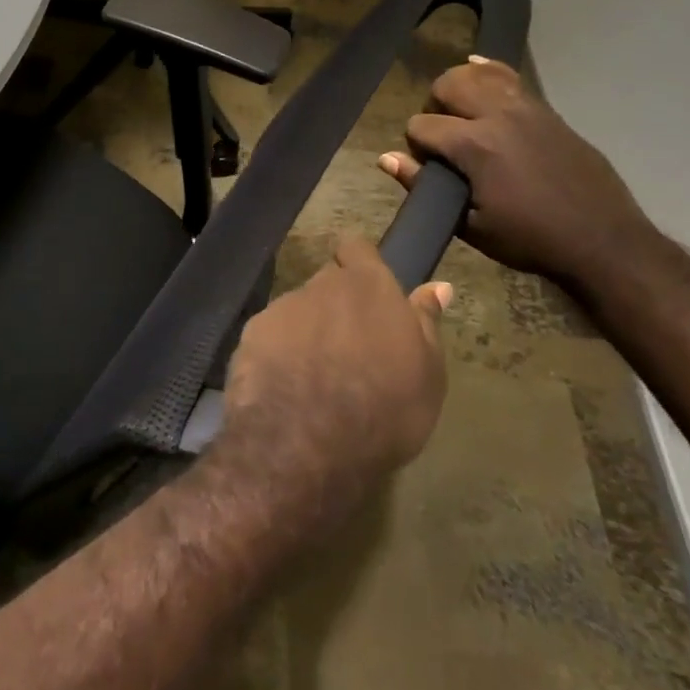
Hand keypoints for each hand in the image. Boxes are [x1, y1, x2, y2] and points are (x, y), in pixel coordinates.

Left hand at [209, 237, 450, 534]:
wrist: (305, 440)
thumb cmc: (384, 408)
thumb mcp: (427, 373)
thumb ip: (426, 322)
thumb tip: (438, 286)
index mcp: (367, 286)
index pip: (356, 248)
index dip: (359, 265)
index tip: (368, 294)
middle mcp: (320, 286)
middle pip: (327, 282)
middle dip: (336, 305)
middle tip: (349, 348)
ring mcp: (281, 309)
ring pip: (297, 310)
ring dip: (307, 331)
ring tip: (316, 376)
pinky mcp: (250, 334)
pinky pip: (270, 336)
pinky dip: (278, 353)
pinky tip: (286, 387)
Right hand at [378, 56, 653, 287]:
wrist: (603, 240)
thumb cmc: (529, 239)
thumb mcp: (469, 224)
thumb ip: (424, 186)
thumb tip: (386, 158)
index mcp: (475, 146)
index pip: (421, 125)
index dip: (416, 146)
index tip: (429, 168)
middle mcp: (498, 116)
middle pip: (447, 85)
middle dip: (434, 107)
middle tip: (441, 137)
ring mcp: (527, 109)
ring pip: (479, 73)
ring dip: (461, 87)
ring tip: (460, 113)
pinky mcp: (548, 112)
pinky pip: (512, 78)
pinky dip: (490, 72)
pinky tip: (478, 69)